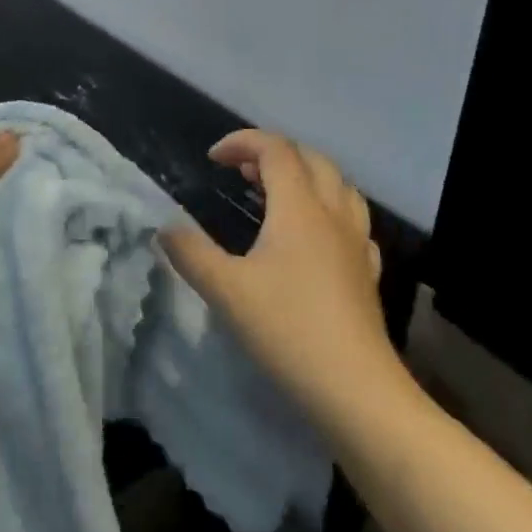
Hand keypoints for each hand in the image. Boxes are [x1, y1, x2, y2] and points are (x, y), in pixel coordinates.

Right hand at [162, 130, 398, 420]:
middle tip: (241, 172)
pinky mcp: (366, 271)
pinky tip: (315, 235)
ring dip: (305, 175)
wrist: (356, 389)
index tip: (212, 159)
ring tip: (277, 193)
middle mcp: (333, 213)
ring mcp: (356, 242)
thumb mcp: (225, 290)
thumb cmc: (288, 330)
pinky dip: (328, 209)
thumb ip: (190, 253)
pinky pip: (352, 220)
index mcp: (299, 207)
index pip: (275, 149)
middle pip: (311, 158)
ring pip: (338, 185)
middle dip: (273, 153)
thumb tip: (165, 229)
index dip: (242, 142)